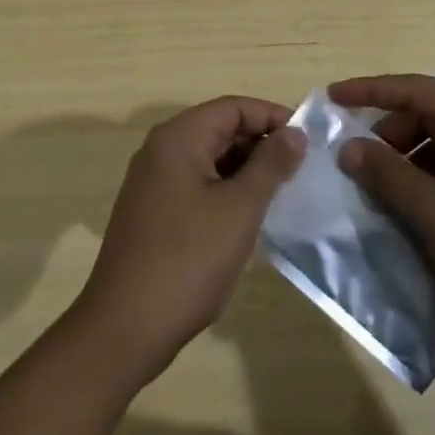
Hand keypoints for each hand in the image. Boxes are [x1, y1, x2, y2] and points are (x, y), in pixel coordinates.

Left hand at [72, 97, 305, 383]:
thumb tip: (295, 132)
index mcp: (178, 138)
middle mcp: (161, 150)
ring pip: (209, 158)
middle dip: (261, 144)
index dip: (273, 117)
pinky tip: (250, 217)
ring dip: (246, 170)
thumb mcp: (239, 209)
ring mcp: (153, 182)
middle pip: (219, 129)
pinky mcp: (153, 211)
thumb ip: (270, 165)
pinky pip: (197, 184)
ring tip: (284, 193)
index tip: (309, 141)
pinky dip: (226, 191)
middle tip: (302, 170)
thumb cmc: (188, 260)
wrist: (125, 327)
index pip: (233, 107)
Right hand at [332, 74, 434, 355]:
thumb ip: (388, 175)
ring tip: (377, 190)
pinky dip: (430, 179)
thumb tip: (349, 148)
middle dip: (387, 136)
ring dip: (407, 162)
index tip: (330, 97)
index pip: (413, 88)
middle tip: (352, 163)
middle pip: (426, 114)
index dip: (367, 91)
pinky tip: (411, 207)